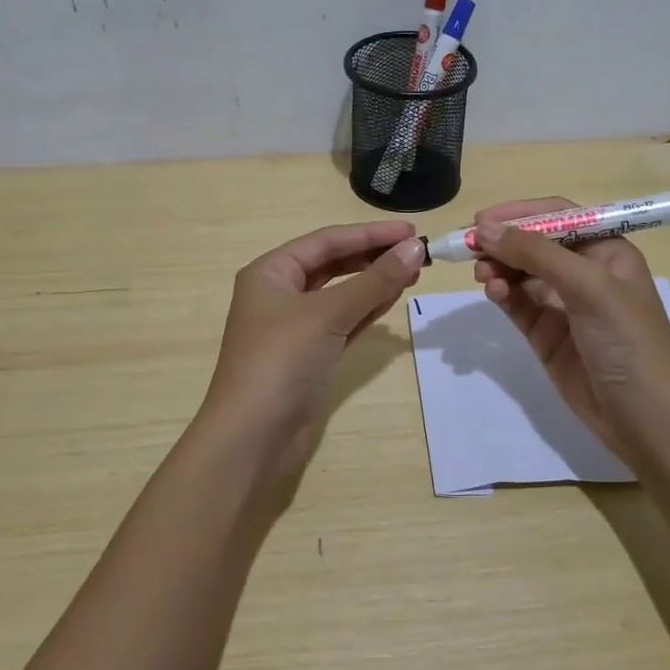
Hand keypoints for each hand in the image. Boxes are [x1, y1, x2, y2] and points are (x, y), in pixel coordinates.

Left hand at [196, 220, 424, 500]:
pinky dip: (366, 310)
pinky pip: (342, 322)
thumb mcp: (328, 314)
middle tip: (417, 254)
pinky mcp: (308, 356)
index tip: (412, 231)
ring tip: (413, 273)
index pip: (326, 241)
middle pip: (332, 264)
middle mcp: (279, 294)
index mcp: (270, 272)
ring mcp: (293, 327)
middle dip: (373, 257)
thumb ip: (374, 281)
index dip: (370, 234)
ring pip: (340, 294)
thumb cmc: (281, 361)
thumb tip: (415, 249)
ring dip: (374, 282)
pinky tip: (392, 299)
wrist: (252, 438)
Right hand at [471, 197, 669, 463]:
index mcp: (606, 251)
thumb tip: (484, 228)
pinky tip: (493, 293)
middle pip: (534, 244)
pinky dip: (502, 294)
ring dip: (499, 267)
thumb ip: (535, 254)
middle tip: (469, 247)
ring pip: (521, 273)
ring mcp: (564, 305)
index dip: (520, 214)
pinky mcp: (547, 335)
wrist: (647, 419)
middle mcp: (585, 272)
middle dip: (503, 242)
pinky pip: (517, 304)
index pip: (558, 216)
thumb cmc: (628, 340)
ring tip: (481, 274)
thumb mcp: (588, 286)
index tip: (482, 219)